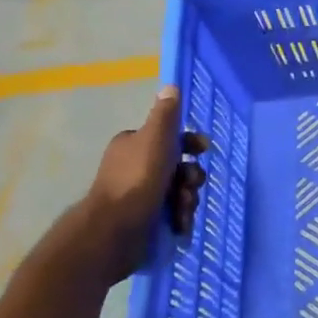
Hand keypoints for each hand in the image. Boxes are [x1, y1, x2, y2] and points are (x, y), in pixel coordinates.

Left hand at [54, 88, 208, 284]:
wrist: (114, 231)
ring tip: (182, 211)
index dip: (190, 143)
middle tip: (190, 186)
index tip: (204, 150)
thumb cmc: (137, 179)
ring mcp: (138, 196)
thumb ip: (165, 114)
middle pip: (177, 167)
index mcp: (134, 145)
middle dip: (190, 178)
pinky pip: (170, 215)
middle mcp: (134, 167)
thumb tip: (171, 86)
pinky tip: (179, 226)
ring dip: (186, 200)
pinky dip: (178, 219)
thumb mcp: (155, 138)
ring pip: (177, 192)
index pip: (169, 138)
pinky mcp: (142, 221)